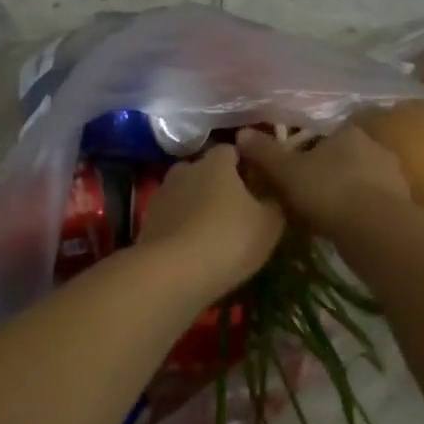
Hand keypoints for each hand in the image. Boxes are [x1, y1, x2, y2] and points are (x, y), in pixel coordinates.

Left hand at [135, 145, 285, 300]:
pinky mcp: (148, 220)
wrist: (172, 272)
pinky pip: (172, 216)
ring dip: (199, 205)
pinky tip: (194, 247)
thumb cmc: (229, 239)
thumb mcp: (269, 224)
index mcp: (216, 162)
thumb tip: (274, 195)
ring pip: (186, 193)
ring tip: (215, 231)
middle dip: (220, 184)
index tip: (258, 183)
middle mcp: (186, 169)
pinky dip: (183, 226)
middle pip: (206, 170)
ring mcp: (163, 194)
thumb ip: (275, 203)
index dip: (246, 164)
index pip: (232, 150)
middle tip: (238, 209)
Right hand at [236, 122, 413, 234]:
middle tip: (305, 192)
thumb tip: (242, 133)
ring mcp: (393, 176)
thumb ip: (265, 152)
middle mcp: (375, 147)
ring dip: (345, 192)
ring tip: (323, 214)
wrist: (375, 229)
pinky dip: (359, 211)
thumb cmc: (327, 190)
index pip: (326, 134)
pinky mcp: (402, 204)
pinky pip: (373, 203)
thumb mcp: (286, 171)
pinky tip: (344, 227)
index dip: (308, 149)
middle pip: (345, 156)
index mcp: (348, 132)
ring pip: (361, 179)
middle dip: (328, 171)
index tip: (294, 167)